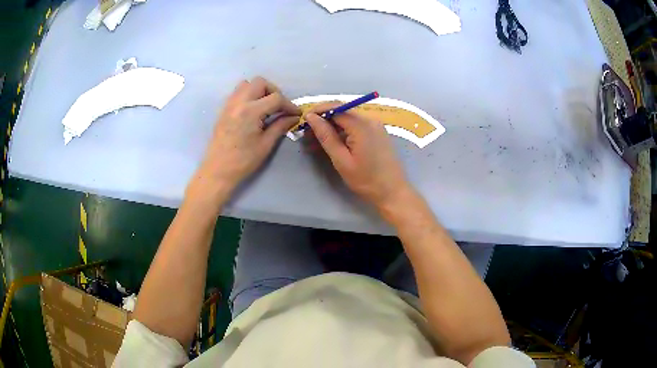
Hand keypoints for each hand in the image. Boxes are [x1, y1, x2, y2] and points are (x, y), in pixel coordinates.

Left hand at [189, 77, 299, 203]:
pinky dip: (248, 95)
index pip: (275, 98)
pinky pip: (237, 93)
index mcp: (250, 111)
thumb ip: (280, 126)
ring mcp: (229, 105)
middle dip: (274, 91)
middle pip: (260, 82)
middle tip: (279, 107)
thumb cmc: (243, 161)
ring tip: (265, 107)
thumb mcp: (265, 144)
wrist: (218, 171)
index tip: (296, 114)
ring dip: (259, 90)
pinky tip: (253, 111)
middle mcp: (239, 102)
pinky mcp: (224, 110)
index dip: (289, 105)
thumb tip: (294, 117)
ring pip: (246, 84)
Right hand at [305, 104, 410, 210]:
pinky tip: (333, 143)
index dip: (318, 112)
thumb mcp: (342, 160)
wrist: (393, 192)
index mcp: (362, 125)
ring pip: (349, 119)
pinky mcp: (378, 133)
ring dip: (332, 127)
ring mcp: (376, 126)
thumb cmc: (366, 180)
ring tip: (316, 142)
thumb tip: (311, 117)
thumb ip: (326, 136)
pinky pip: (357, 126)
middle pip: (343, 112)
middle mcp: (371, 120)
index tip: (303, 121)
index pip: (336, 108)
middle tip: (307, 134)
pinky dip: (343, 132)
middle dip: (324, 120)